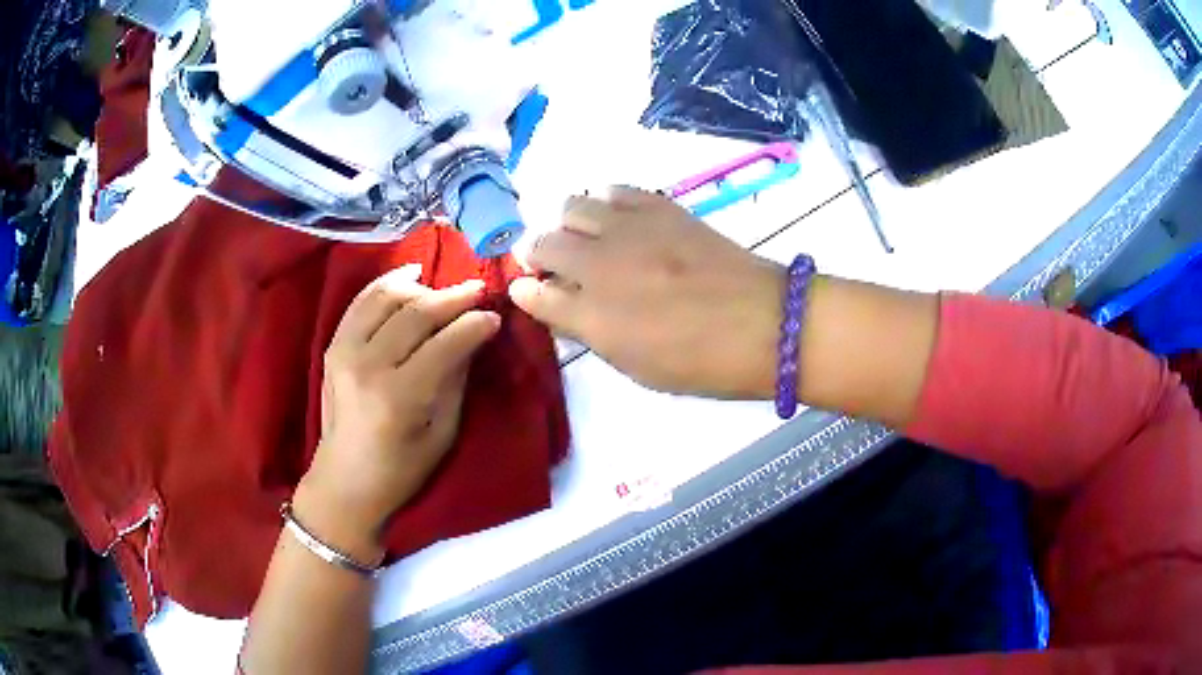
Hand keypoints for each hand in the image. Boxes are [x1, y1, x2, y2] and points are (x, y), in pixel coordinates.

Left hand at [297, 266, 500, 560]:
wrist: (345, 480)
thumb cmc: (401, 469)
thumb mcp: (442, 433)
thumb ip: (456, 379)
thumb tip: (475, 335)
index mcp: (398, 398)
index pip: (443, 344)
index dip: (474, 325)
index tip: (495, 316)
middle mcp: (367, 366)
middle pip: (415, 313)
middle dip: (453, 298)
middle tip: (479, 291)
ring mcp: (344, 351)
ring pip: (387, 297)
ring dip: (421, 287)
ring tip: (445, 290)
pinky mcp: (333, 345)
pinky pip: (362, 301)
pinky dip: (387, 283)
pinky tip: (410, 275)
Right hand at [511, 187, 783, 398]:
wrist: (765, 324)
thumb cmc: (702, 362)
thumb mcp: (637, 367)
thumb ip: (589, 331)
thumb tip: (554, 303)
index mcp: (594, 318)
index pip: (534, 295)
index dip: (526, 292)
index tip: (528, 291)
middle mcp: (601, 266)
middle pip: (542, 242)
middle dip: (538, 254)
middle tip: (555, 266)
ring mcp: (631, 230)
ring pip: (571, 205)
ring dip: (568, 224)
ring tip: (587, 239)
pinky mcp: (660, 207)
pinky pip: (615, 190)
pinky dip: (606, 203)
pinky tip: (619, 220)